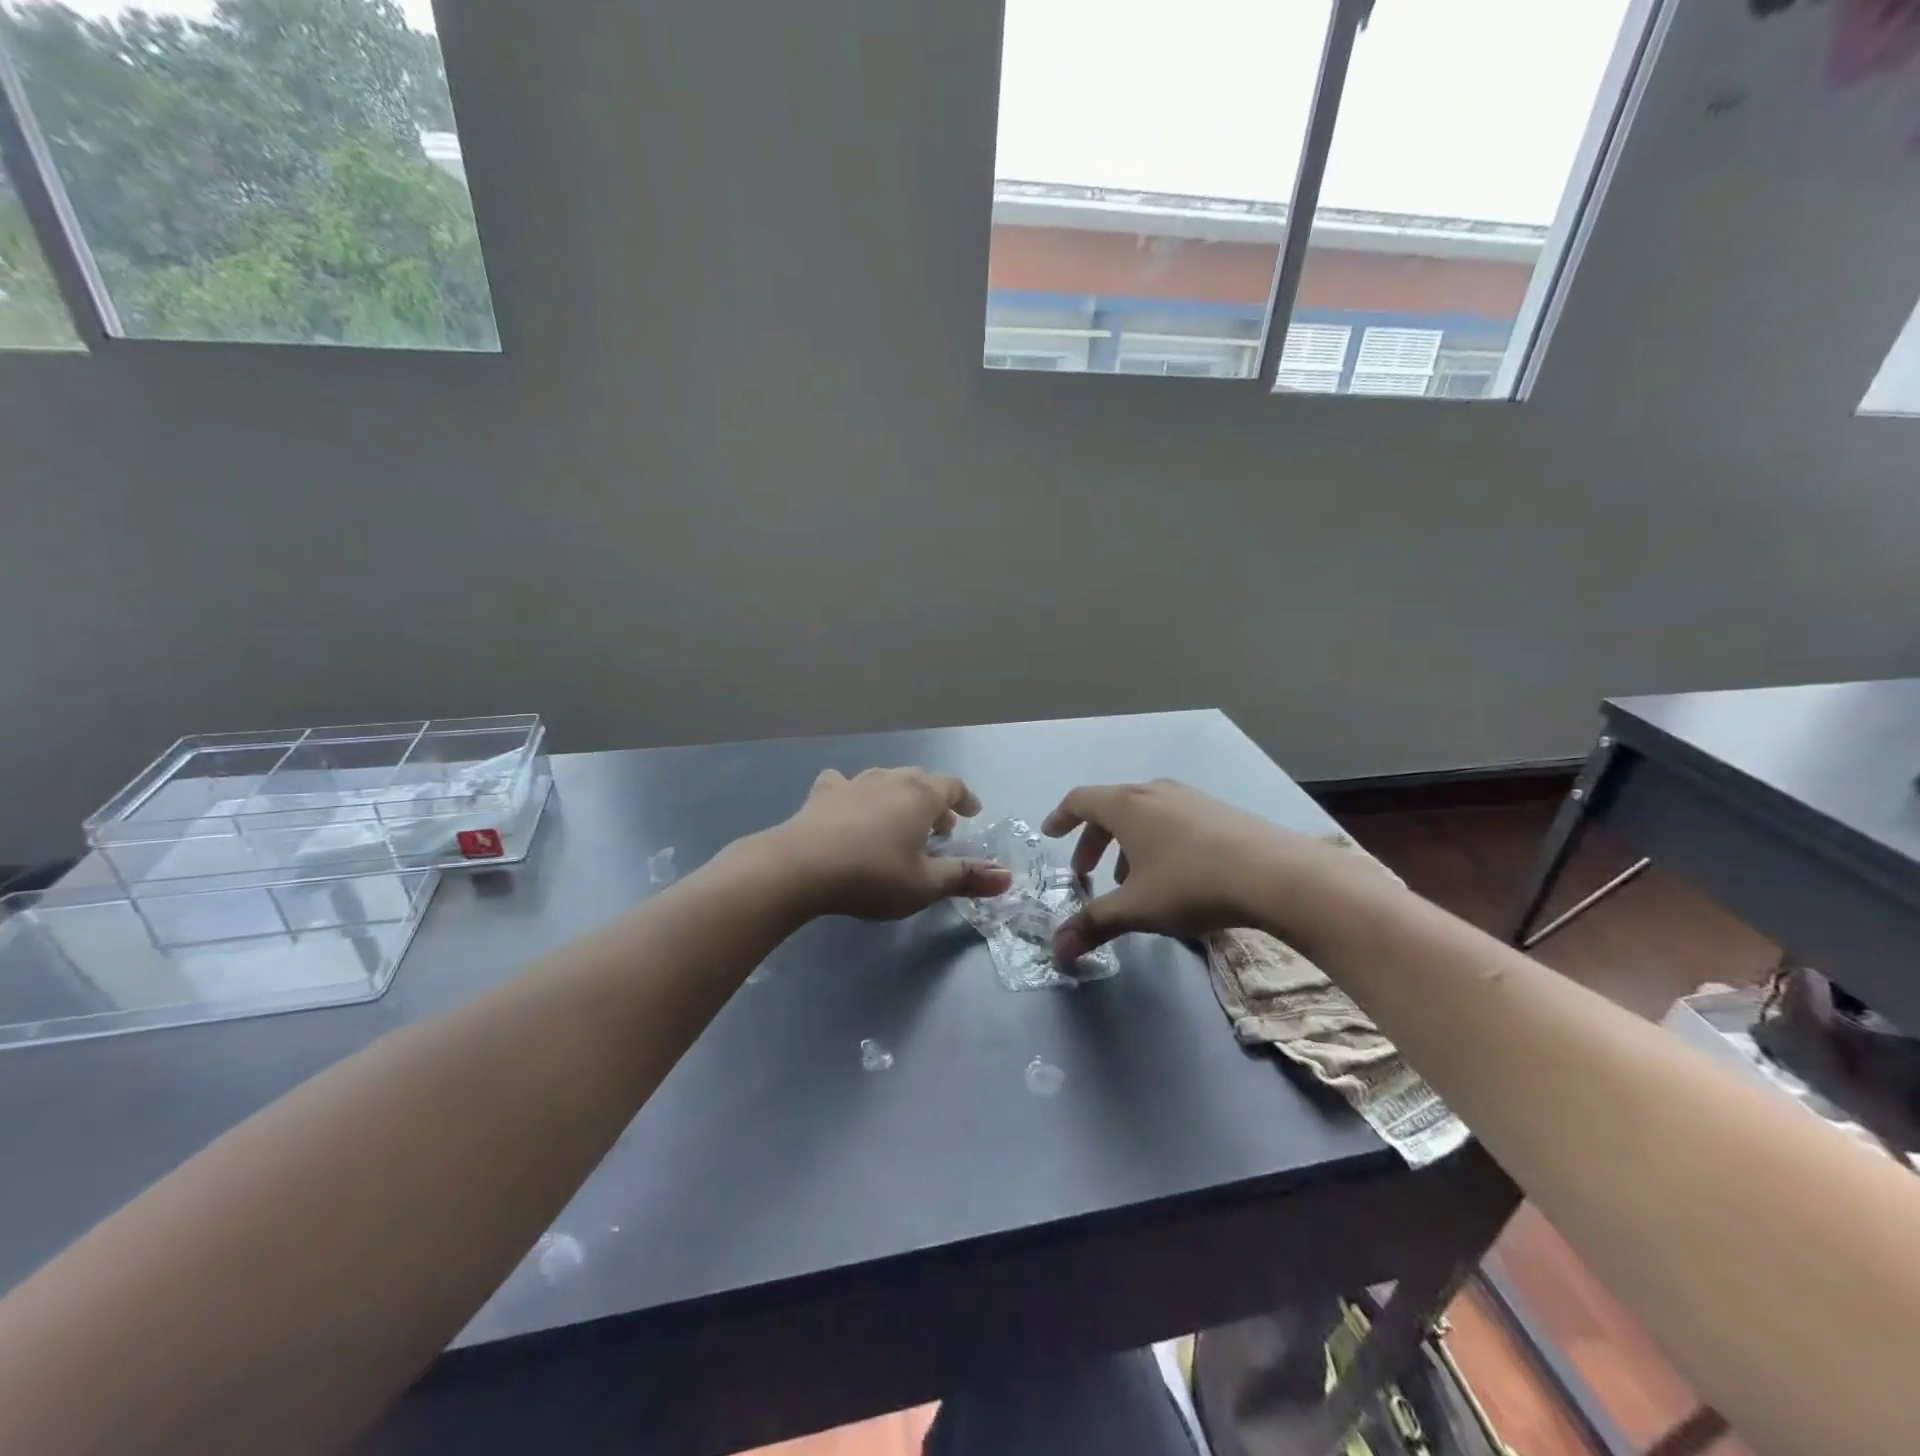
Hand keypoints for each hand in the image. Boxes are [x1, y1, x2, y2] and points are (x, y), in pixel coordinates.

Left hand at [776, 768, 1014, 920]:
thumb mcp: (925, 884)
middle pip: (920, 780)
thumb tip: (1007, 876)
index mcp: (921, 796)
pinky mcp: (822, 794)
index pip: (953, 786)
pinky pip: (844, 785)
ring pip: (885, 779)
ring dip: (898, 796)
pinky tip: (847, 807)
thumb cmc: (873, 875)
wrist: (802, 866)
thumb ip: (966, 877)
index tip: (972, 813)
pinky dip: (853, 793)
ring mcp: (854, 783)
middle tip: (939, 827)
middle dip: (934, 801)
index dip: (965, 799)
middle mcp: (891, 779)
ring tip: (899, 820)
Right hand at [1042, 779, 1354, 958]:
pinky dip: (1156, 842)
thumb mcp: (1136, 908)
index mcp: (1127, 805)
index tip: (1050, 834)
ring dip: (1126, 843)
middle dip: (1093, 840)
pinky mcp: (1218, 812)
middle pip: (1111, 808)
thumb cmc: (1191, 883)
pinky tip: (1172, 875)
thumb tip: (1057, 951)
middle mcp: (1154, 792)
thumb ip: (1093, 924)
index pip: (1080, 800)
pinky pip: (1171, 820)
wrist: (1275, 874)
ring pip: (1144, 815)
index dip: (1061, 817)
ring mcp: (1190, 798)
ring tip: (1129, 879)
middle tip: (1086, 872)